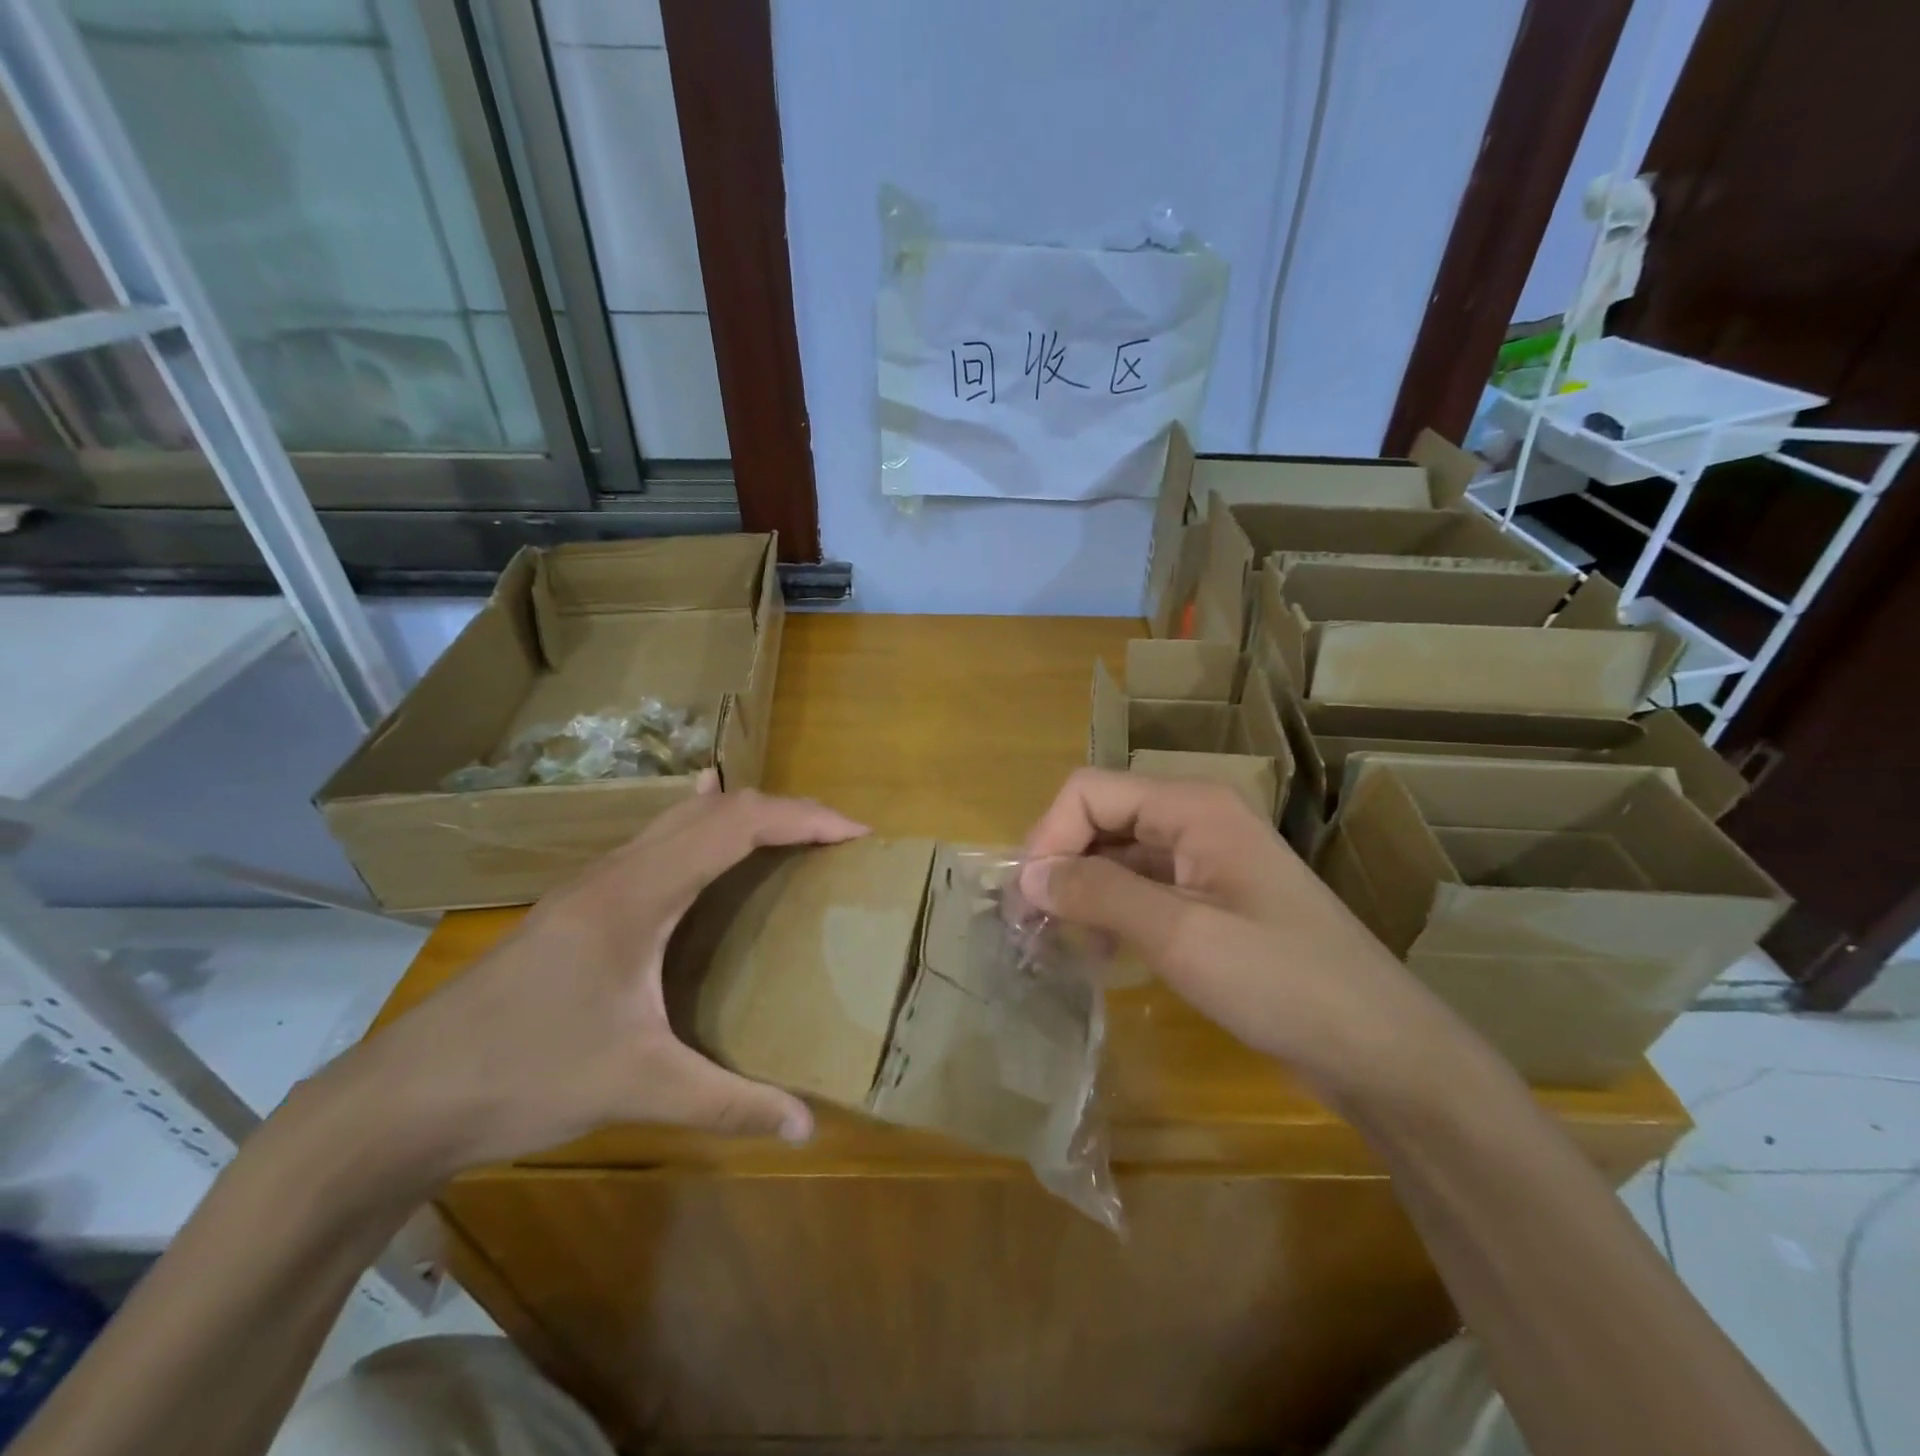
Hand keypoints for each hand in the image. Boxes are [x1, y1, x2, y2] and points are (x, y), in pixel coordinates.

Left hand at [332, 776, 866, 1183]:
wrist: (402, 1096)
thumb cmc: (524, 1075)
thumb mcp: (636, 1088)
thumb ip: (727, 1104)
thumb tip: (807, 1127)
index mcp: (638, 896)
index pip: (736, 826)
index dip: (802, 818)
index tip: (855, 833)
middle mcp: (617, 872)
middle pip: (716, 809)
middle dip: (785, 810)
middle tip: (837, 838)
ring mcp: (592, 883)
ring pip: (683, 819)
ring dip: (744, 815)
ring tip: (793, 835)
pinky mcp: (580, 904)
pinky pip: (658, 840)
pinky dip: (702, 826)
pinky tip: (705, 829)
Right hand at [1021, 769, 1466, 1107]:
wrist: (1379, 1047)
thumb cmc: (1281, 981)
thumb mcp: (1181, 935)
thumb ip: (1099, 894)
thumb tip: (1030, 875)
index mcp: (1191, 806)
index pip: (1089, 792)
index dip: (1048, 837)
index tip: (1027, 901)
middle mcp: (1194, 818)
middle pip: (1100, 818)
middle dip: (1060, 864)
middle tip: (1030, 928)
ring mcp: (1204, 858)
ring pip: (1117, 854)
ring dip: (1081, 890)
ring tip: (1057, 943)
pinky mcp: (1210, 897)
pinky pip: (1141, 886)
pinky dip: (1111, 911)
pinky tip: (1102, 953)